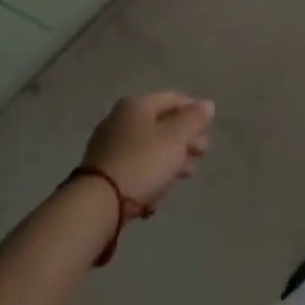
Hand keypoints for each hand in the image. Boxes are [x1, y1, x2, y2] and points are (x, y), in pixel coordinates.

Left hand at [81, 92, 214, 214]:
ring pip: (148, 148)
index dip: (194, 111)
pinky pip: (134, 168)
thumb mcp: (176, 138)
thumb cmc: (142, 163)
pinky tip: (155, 196)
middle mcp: (120, 120)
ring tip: (183, 176)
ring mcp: (108, 146)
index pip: (173, 99)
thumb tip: (207, 104)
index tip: (208, 131)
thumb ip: (194, 119)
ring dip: (169, 160)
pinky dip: (148, 176)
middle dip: (184, 139)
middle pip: (161, 124)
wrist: (96, 205)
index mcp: (137, 105)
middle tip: (201, 155)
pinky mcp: (101, 173)